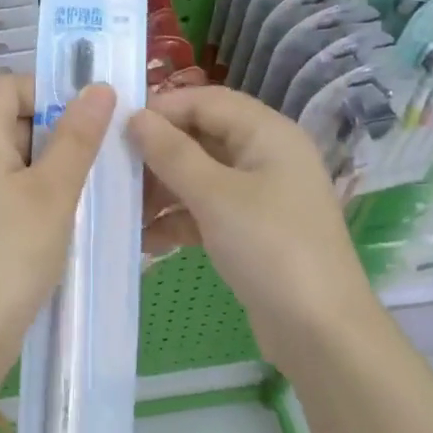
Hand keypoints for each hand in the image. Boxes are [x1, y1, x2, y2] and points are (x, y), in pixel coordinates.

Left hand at [0, 74, 117, 394]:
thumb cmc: (11, 254)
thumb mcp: (53, 192)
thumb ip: (76, 137)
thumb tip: (99, 87)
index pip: (5, 85)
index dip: (45, 89)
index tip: (85, 118)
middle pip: (11, 118)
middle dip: (58, 128)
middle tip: (99, 154)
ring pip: (17, 157)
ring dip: (55, 164)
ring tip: (92, 186)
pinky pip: (13, 188)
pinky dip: (42, 191)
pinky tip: (71, 216)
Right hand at [127, 87, 374, 366]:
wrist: (320, 331)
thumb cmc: (270, 248)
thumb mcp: (215, 195)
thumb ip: (172, 153)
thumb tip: (135, 117)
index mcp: (267, 133)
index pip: (205, 101)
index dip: (161, 109)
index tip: (113, 129)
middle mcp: (265, 156)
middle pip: (201, 138)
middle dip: (156, 154)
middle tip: (112, 173)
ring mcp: (259, 196)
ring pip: (199, 177)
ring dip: (161, 190)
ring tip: (122, 210)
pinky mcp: (250, 231)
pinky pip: (205, 211)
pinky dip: (177, 220)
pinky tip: (145, 240)